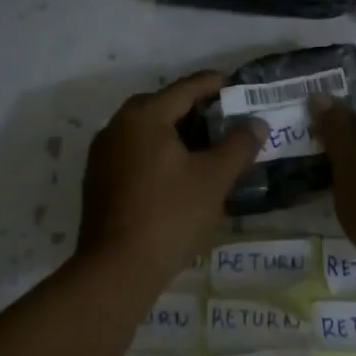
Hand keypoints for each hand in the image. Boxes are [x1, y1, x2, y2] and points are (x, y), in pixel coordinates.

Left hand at [78, 72, 264, 285]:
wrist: (116, 271)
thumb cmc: (169, 215)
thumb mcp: (214, 179)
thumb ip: (238, 146)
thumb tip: (256, 123)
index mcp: (144, 115)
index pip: (186, 88)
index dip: (214, 83)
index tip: (236, 83)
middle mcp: (118, 125)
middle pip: (163, 105)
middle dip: (195, 109)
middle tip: (225, 118)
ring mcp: (103, 153)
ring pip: (147, 130)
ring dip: (176, 132)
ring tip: (206, 146)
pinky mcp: (98, 179)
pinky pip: (134, 151)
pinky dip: (158, 152)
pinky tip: (178, 172)